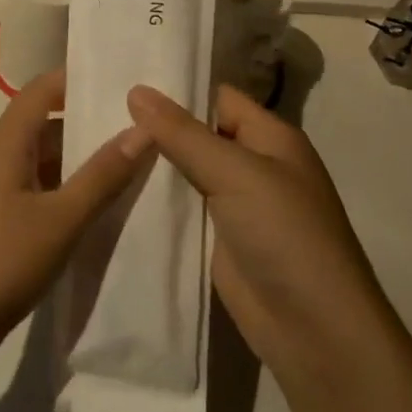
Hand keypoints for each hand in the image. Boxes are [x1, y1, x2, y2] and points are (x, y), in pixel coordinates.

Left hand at [0, 68, 153, 379]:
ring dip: (74, 160)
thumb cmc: (0, 263)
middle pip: (40, 125)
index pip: (37, 92)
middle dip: (83, 122)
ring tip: (124, 165)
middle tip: (134, 127)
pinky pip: (31, 190)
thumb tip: (141, 130)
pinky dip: (61, 190)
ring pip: (37, 161)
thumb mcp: (61, 220)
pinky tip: (91, 210)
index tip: (115, 81)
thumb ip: (102, 175)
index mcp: (3, 147)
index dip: (72, 80)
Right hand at [125, 84, 384, 380]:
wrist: (314, 332)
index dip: (177, 88)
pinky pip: (181, 208)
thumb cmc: (285, 235)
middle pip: (198, 133)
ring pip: (185, 171)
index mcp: (270, 138)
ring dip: (151, 163)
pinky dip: (155, 200)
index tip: (125, 79)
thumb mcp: (234, 172)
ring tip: (96, 142)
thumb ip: (182, 133)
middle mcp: (254, 165)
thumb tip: (136, 90)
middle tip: (98, 109)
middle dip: (156, 126)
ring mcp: (235, 205)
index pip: (217, 98)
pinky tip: (113, 188)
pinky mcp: (218, 239)